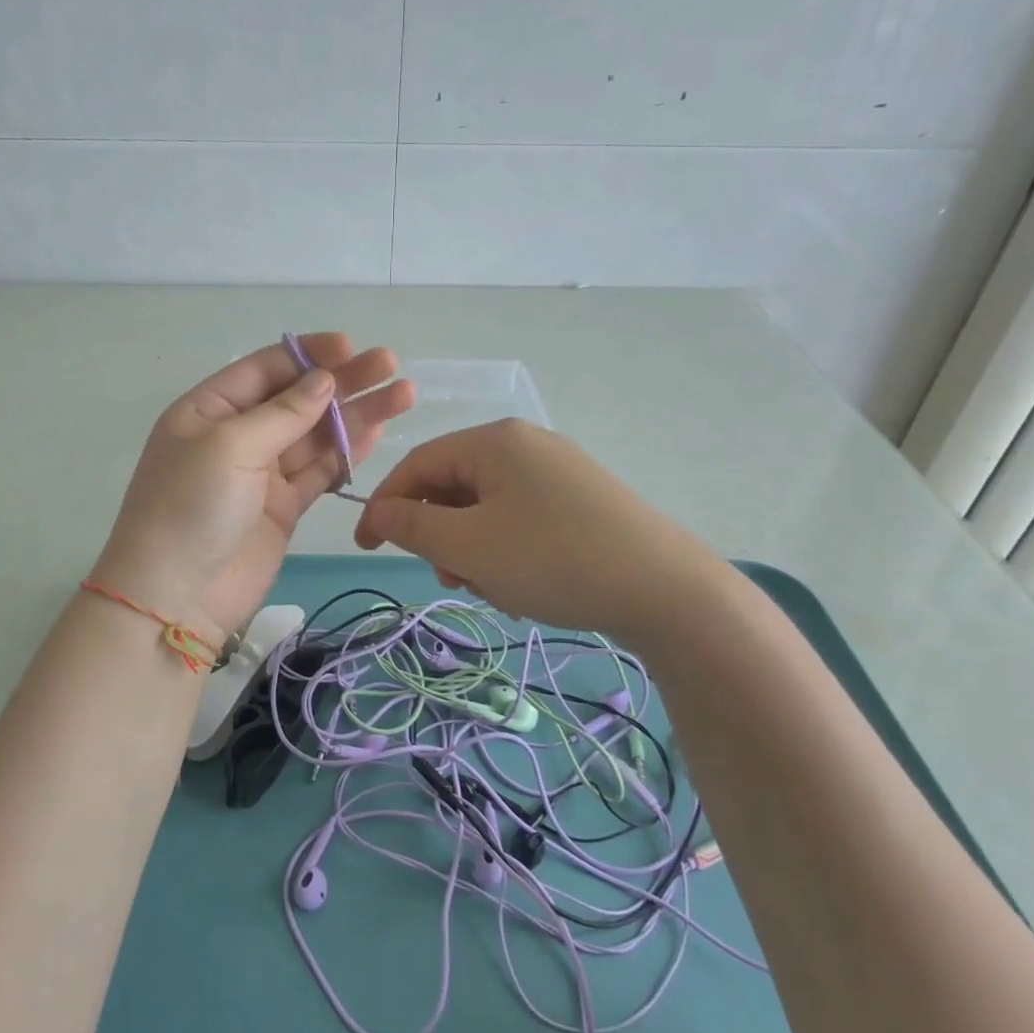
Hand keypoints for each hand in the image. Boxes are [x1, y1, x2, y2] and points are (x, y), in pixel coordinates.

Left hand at [94, 334, 413, 644]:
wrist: (176, 597)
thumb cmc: (191, 507)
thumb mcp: (230, 446)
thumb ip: (283, 413)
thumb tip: (324, 380)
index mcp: (209, 409)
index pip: (265, 368)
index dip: (308, 355)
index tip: (351, 347)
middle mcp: (237, 435)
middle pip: (297, 399)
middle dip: (343, 381)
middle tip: (390, 365)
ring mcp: (262, 473)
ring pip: (316, 435)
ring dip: (357, 415)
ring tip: (403, 395)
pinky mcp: (284, 507)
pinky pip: (320, 471)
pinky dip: (347, 453)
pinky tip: (379, 432)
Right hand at [354, 419, 684, 634]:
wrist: (666, 591)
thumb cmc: (552, 559)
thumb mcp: (469, 546)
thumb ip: (412, 526)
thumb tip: (377, 512)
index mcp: (495, 441)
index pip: (418, 464)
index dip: (386, 506)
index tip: (367, 548)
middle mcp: (526, 445)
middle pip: (454, 487)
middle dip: (442, 537)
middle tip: (451, 580)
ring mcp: (559, 473)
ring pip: (488, 509)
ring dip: (475, 551)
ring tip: (496, 591)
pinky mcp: (582, 502)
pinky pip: (521, 521)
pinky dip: (508, 553)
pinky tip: (526, 588)